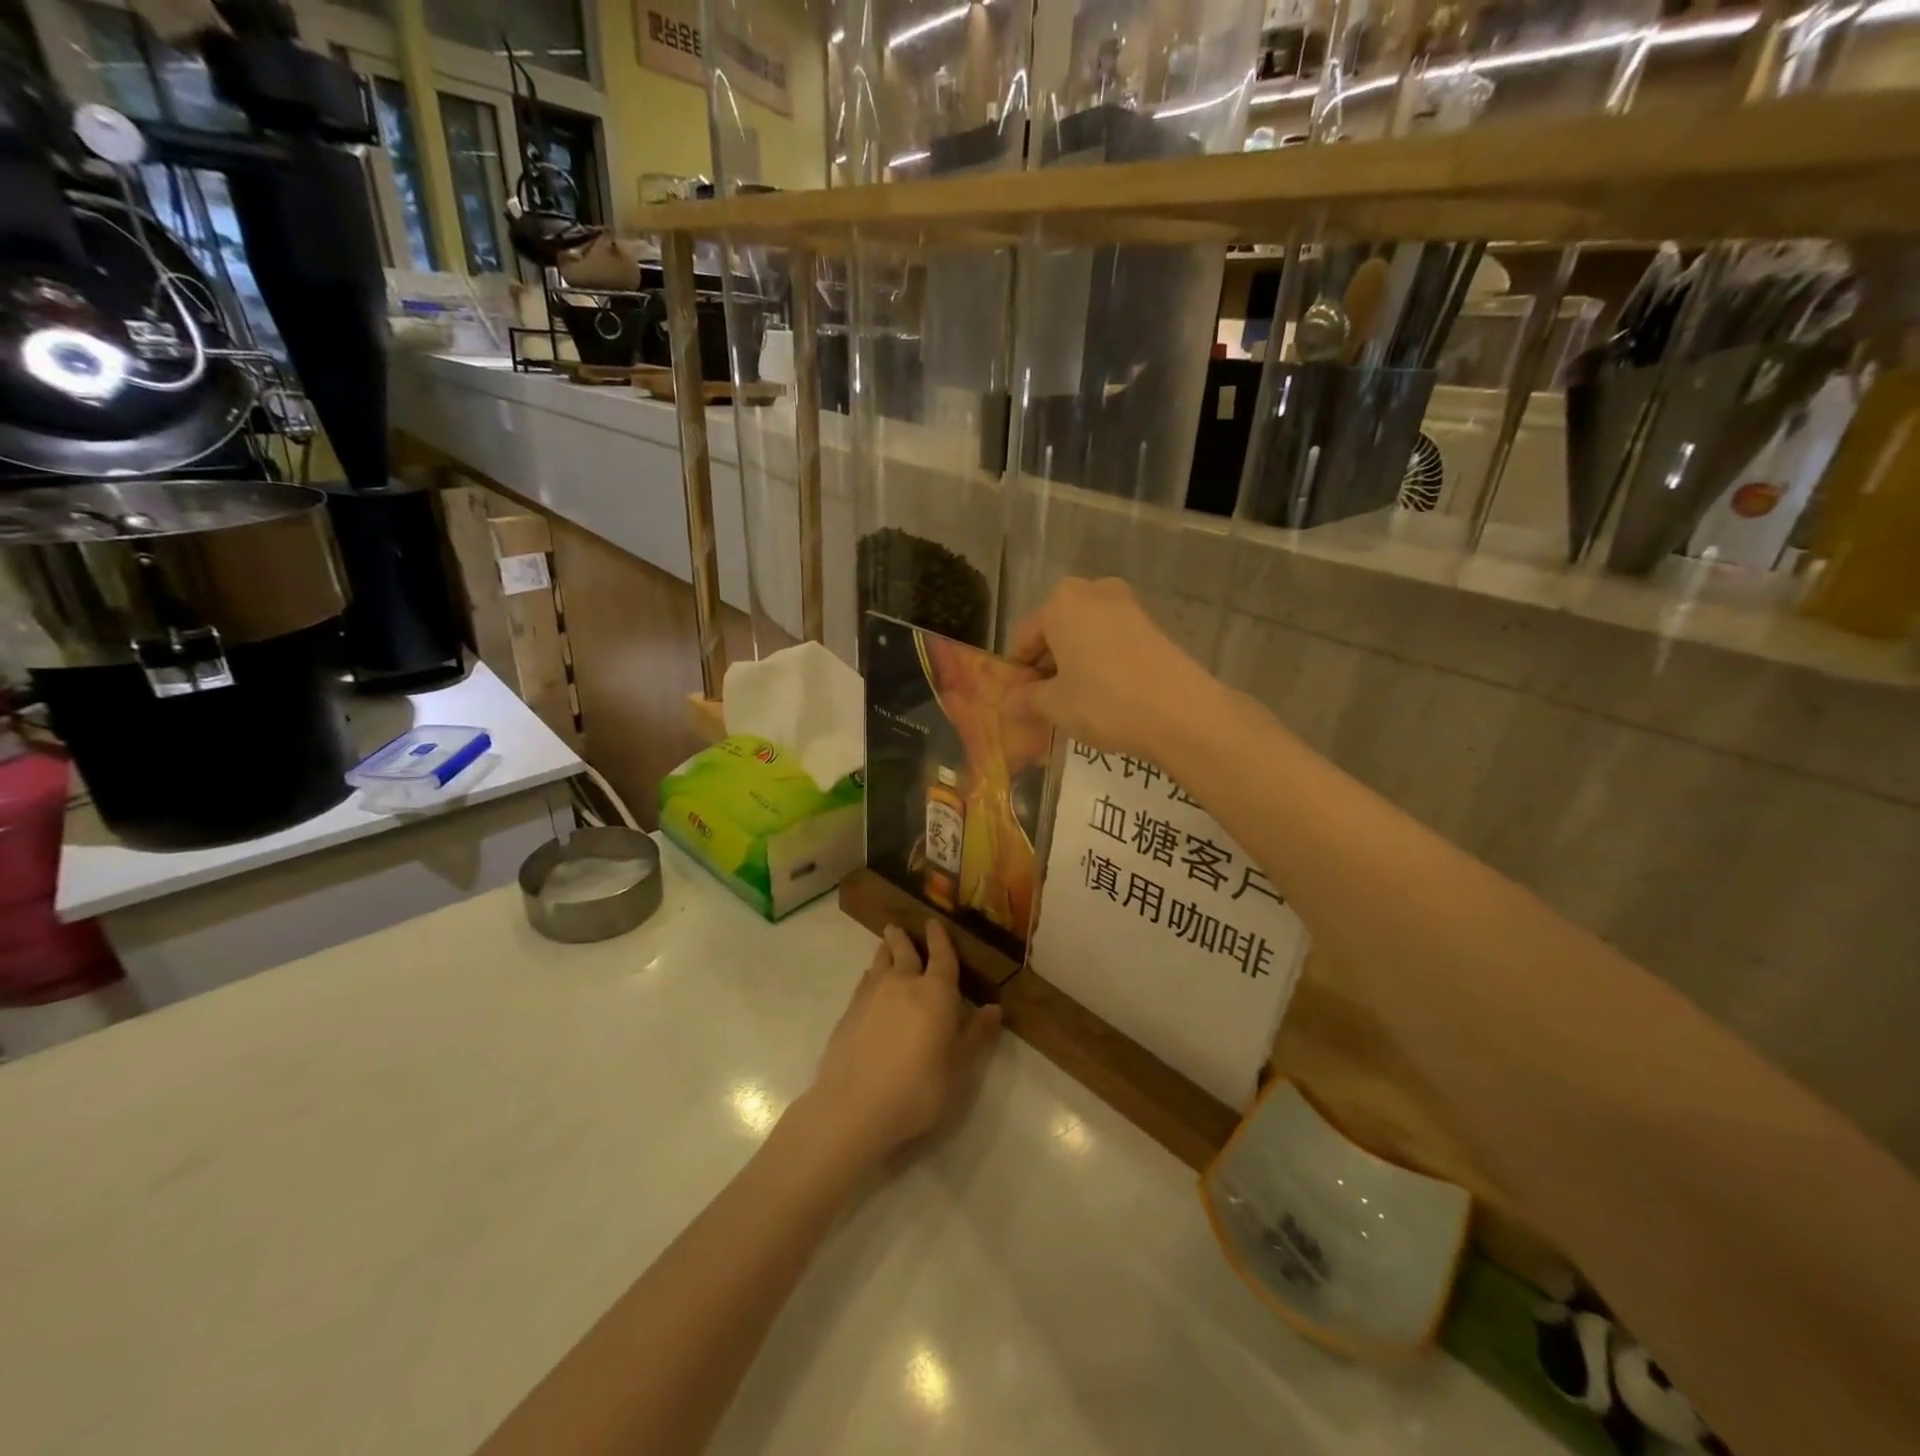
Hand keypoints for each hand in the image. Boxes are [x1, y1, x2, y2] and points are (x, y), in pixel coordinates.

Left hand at [802, 923, 1001, 1168]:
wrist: (855, 1106)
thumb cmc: (919, 1087)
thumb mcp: (959, 1067)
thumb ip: (976, 1034)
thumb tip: (995, 1008)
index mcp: (936, 992)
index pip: (942, 957)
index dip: (940, 939)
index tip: (934, 923)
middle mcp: (903, 983)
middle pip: (904, 951)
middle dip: (904, 938)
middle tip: (899, 927)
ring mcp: (871, 995)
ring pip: (880, 962)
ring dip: (885, 951)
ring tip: (886, 944)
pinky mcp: (849, 1012)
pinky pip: (864, 982)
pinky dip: (870, 975)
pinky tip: (869, 981)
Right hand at [1006, 577, 1214, 760]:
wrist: (1181, 711)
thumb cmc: (1104, 701)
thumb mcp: (1055, 705)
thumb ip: (1027, 700)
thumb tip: (1010, 703)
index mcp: (1060, 601)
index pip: (1024, 638)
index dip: (1019, 674)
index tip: (1020, 704)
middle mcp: (1093, 591)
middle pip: (1056, 631)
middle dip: (1048, 666)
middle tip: (1046, 703)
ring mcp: (1127, 605)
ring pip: (1085, 635)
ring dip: (1075, 665)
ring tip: (1075, 703)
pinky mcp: (1152, 625)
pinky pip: (1111, 642)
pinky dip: (1101, 663)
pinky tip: (1105, 696)